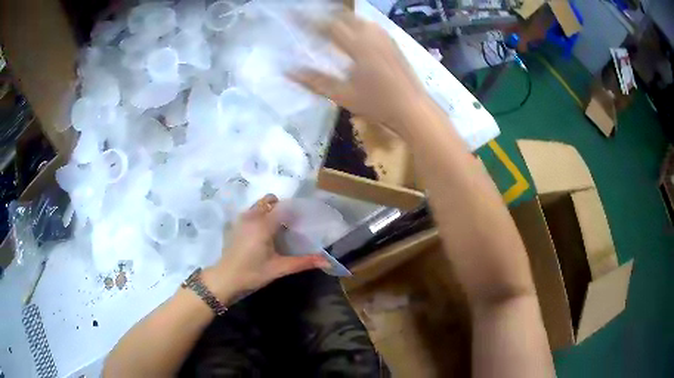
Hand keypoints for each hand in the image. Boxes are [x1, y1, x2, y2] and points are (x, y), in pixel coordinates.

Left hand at [202, 194, 330, 302]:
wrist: (225, 278)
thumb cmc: (252, 273)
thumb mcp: (279, 268)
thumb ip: (303, 262)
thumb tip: (327, 261)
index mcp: (263, 224)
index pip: (284, 207)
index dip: (296, 210)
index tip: (304, 220)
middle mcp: (252, 216)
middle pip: (270, 200)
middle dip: (281, 207)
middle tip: (290, 225)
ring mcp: (241, 219)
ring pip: (259, 205)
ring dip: (270, 211)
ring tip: (278, 229)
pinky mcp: (235, 224)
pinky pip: (251, 212)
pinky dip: (260, 215)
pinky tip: (263, 234)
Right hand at [289, 12, 431, 134]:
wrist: (413, 108)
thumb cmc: (378, 104)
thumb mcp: (343, 95)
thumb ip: (315, 81)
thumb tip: (288, 72)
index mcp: (358, 46)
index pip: (327, 26)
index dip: (307, 20)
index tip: (292, 15)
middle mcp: (372, 36)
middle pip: (344, 17)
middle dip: (324, 16)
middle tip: (308, 18)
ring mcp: (384, 38)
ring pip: (359, 19)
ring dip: (341, 18)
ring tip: (328, 22)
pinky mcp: (392, 43)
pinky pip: (370, 25)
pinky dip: (356, 23)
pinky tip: (354, 31)